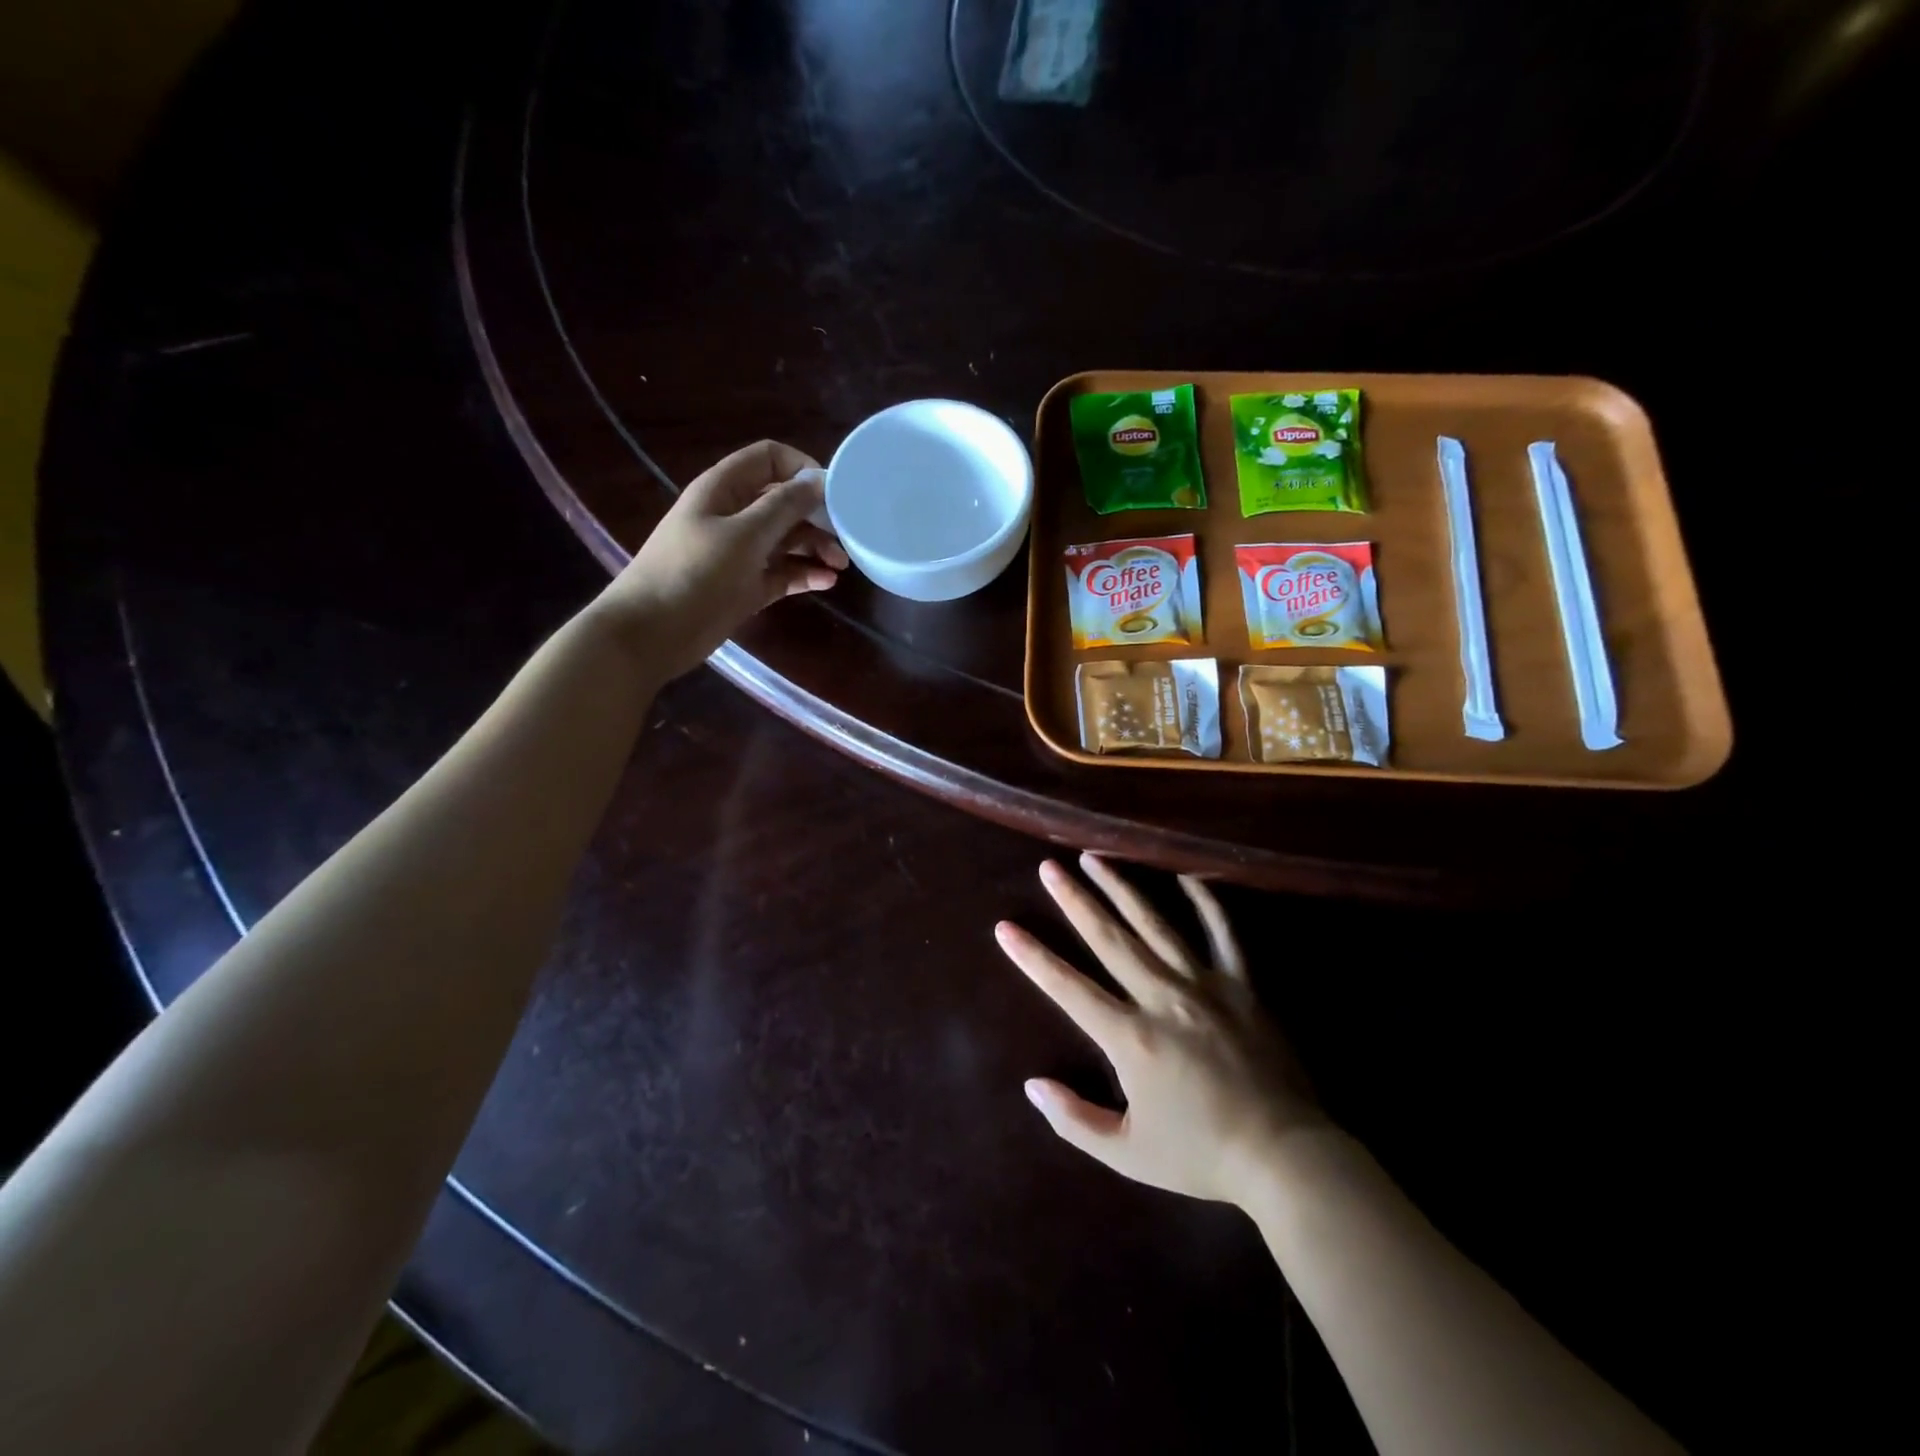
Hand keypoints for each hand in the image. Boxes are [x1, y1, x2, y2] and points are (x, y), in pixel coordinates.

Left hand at [595, 440, 849, 681]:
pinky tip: (826, 583)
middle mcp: (734, 516)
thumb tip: (817, 480)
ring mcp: (740, 553)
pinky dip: (804, 575)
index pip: (769, 459)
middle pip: (784, 502)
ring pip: (787, 540)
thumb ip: (783, 506)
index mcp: (725, 489)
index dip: (803, 468)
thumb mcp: (744, 535)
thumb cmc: (695, 574)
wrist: (651, 633)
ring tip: (841, 566)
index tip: (835, 492)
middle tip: (847, 536)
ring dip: (815, 548)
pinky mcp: (746, 587)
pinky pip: (782, 573)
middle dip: (816, 515)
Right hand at [995, 854, 1323, 1205]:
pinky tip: (1186, 876)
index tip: (1005, 927)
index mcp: (1130, 1037)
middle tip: (1049, 867)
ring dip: (1121, 888)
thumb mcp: (1128, 1154)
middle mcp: (1162, 998)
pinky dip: (1205, 902)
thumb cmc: (1202, 1156)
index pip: (1068, 987)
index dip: (1033, 957)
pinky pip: (1222, 933)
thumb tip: (1032, 1086)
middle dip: (1074, 900)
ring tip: (1095, 857)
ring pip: (1155, 924)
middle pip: (1108, 938)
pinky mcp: (1242, 985)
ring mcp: (1204, 985)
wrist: (1286, 1158)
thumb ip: (1075, 1120)